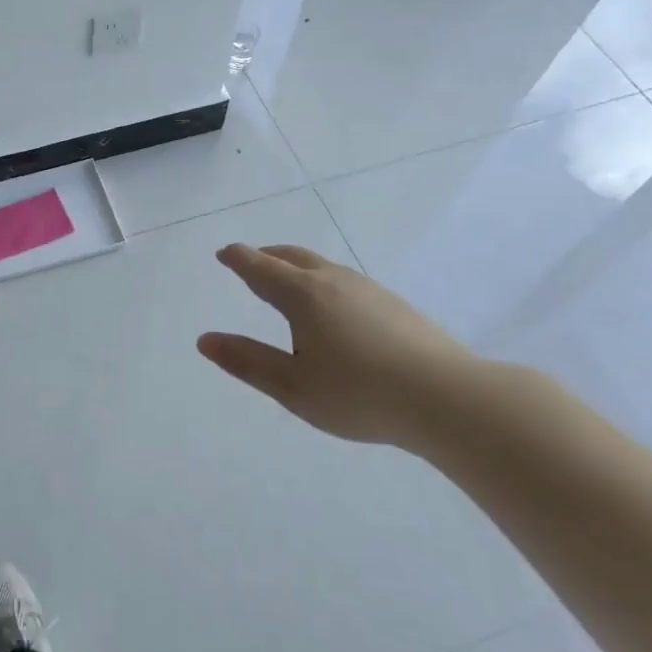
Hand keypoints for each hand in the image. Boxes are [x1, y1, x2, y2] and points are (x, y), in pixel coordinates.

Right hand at [197, 243, 489, 454]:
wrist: (447, 398)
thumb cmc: (359, 394)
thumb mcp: (292, 387)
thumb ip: (247, 361)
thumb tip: (205, 340)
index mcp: (304, 296)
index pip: (261, 268)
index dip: (239, 259)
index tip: (225, 252)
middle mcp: (334, 282)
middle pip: (293, 257)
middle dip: (267, 255)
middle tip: (250, 259)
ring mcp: (369, 290)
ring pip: (323, 266)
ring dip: (297, 266)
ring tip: (287, 281)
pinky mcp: (395, 305)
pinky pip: (345, 280)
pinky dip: (323, 281)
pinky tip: (333, 306)